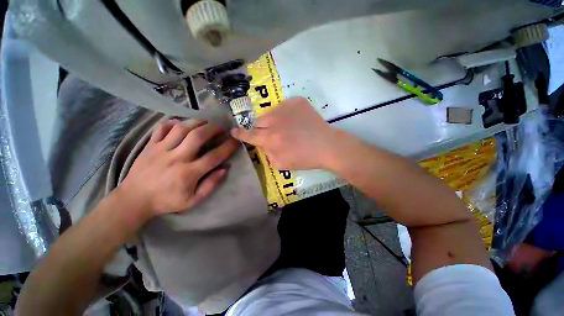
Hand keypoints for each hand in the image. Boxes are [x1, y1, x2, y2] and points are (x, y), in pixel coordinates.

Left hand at [119, 119, 237, 217]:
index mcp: (188, 173)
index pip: (214, 156)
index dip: (227, 147)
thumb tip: (224, 169)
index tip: (235, 141)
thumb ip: (210, 184)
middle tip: (221, 127)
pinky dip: (173, 122)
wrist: (134, 199)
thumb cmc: (167, 201)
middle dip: (213, 128)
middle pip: (197, 136)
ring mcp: (161, 149)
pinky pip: (161, 127)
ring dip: (197, 122)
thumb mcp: (193, 200)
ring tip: (205, 123)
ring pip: (181, 128)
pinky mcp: (150, 145)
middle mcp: (176, 158)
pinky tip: (182, 124)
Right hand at [231, 96, 344, 169]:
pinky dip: (286, 114)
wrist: (326, 145)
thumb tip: (262, 143)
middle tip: (272, 134)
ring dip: (274, 121)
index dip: (240, 134)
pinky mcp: (297, 101)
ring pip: (270, 113)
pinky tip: (296, 121)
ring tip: (287, 128)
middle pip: (258, 122)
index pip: (249, 135)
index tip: (233, 131)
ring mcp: (286, 108)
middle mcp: (275, 120)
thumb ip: (266, 153)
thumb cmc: (304, 158)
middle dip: (261, 129)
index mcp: (271, 138)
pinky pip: (284, 106)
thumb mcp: (280, 164)